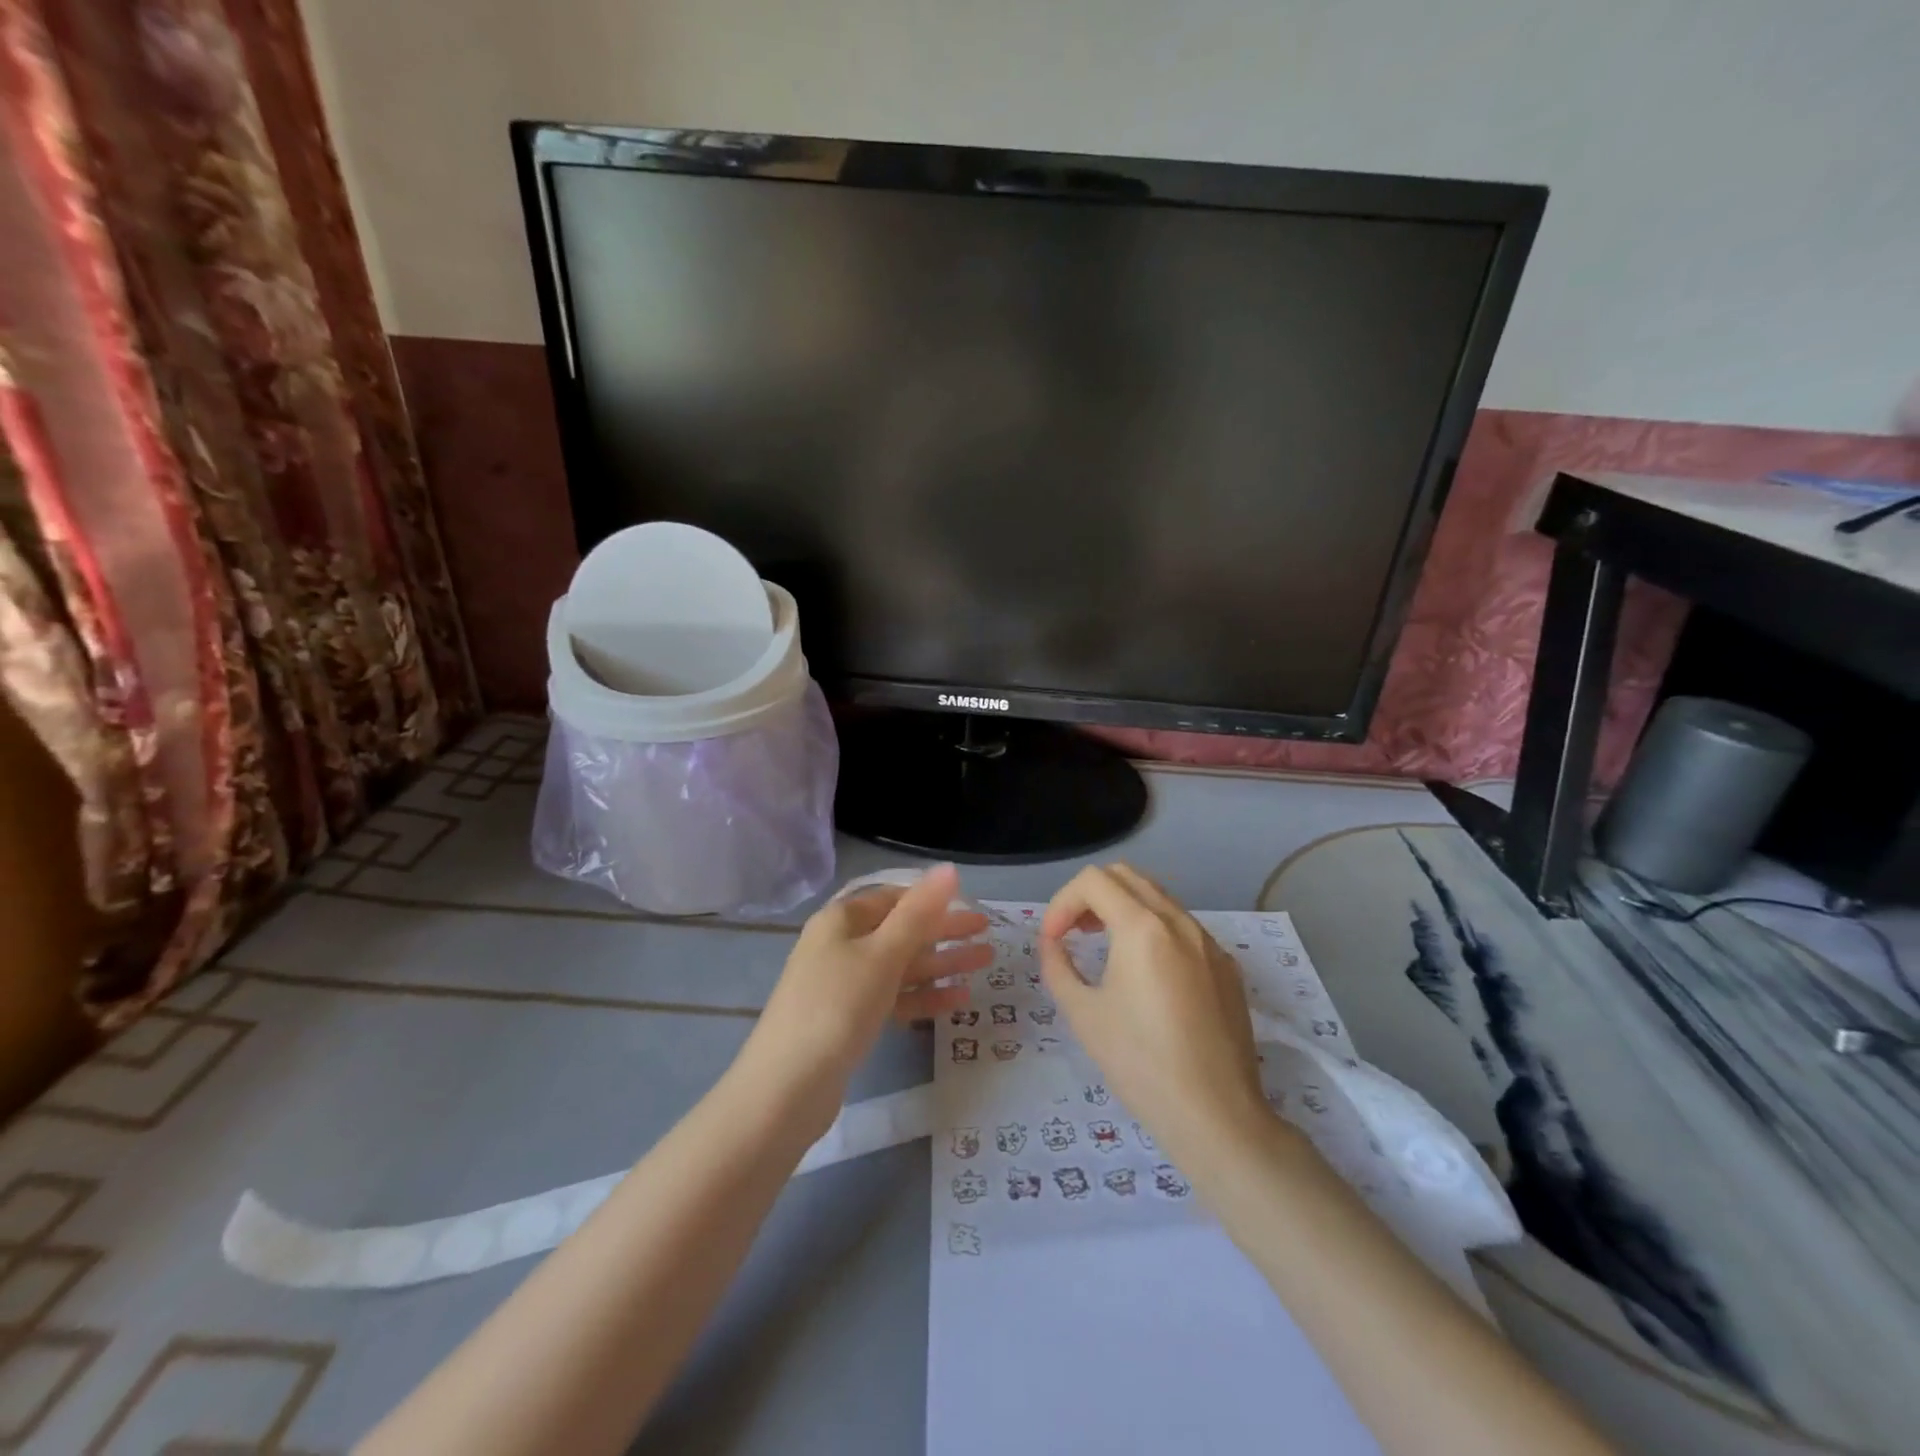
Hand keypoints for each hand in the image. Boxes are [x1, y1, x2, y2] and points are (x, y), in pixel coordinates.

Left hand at [744, 865, 990, 1122]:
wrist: (785, 1089)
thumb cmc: (837, 1007)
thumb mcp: (883, 955)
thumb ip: (919, 912)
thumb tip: (949, 868)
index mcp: (842, 920)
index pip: (894, 898)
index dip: (933, 900)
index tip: (971, 907)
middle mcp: (840, 945)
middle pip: (900, 931)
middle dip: (944, 933)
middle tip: (988, 935)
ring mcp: (843, 985)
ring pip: (901, 966)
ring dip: (941, 964)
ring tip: (985, 964)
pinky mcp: (849, 1020)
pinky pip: (893, 998)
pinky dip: (923, 997)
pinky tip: (958, 1002)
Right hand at [1038, 864, 1268, 1152]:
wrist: (1216, 1115)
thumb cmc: (1141, 1063)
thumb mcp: (1083, 1014)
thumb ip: (1058, 966)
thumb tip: (1053, 944)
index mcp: (1142, 927)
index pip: (1092, 881)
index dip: (1061, 903)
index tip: (1052, 941)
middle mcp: (1179, 921)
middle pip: (1126, 876)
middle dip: (1091, 896)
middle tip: (1074, 933)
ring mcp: (1209, 942)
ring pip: (1158, 898)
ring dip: (1123, 909)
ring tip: (1105, 949)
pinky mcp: (1227, 966)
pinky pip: (1183, 928)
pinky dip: (1154, 931)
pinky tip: (1148, 977)